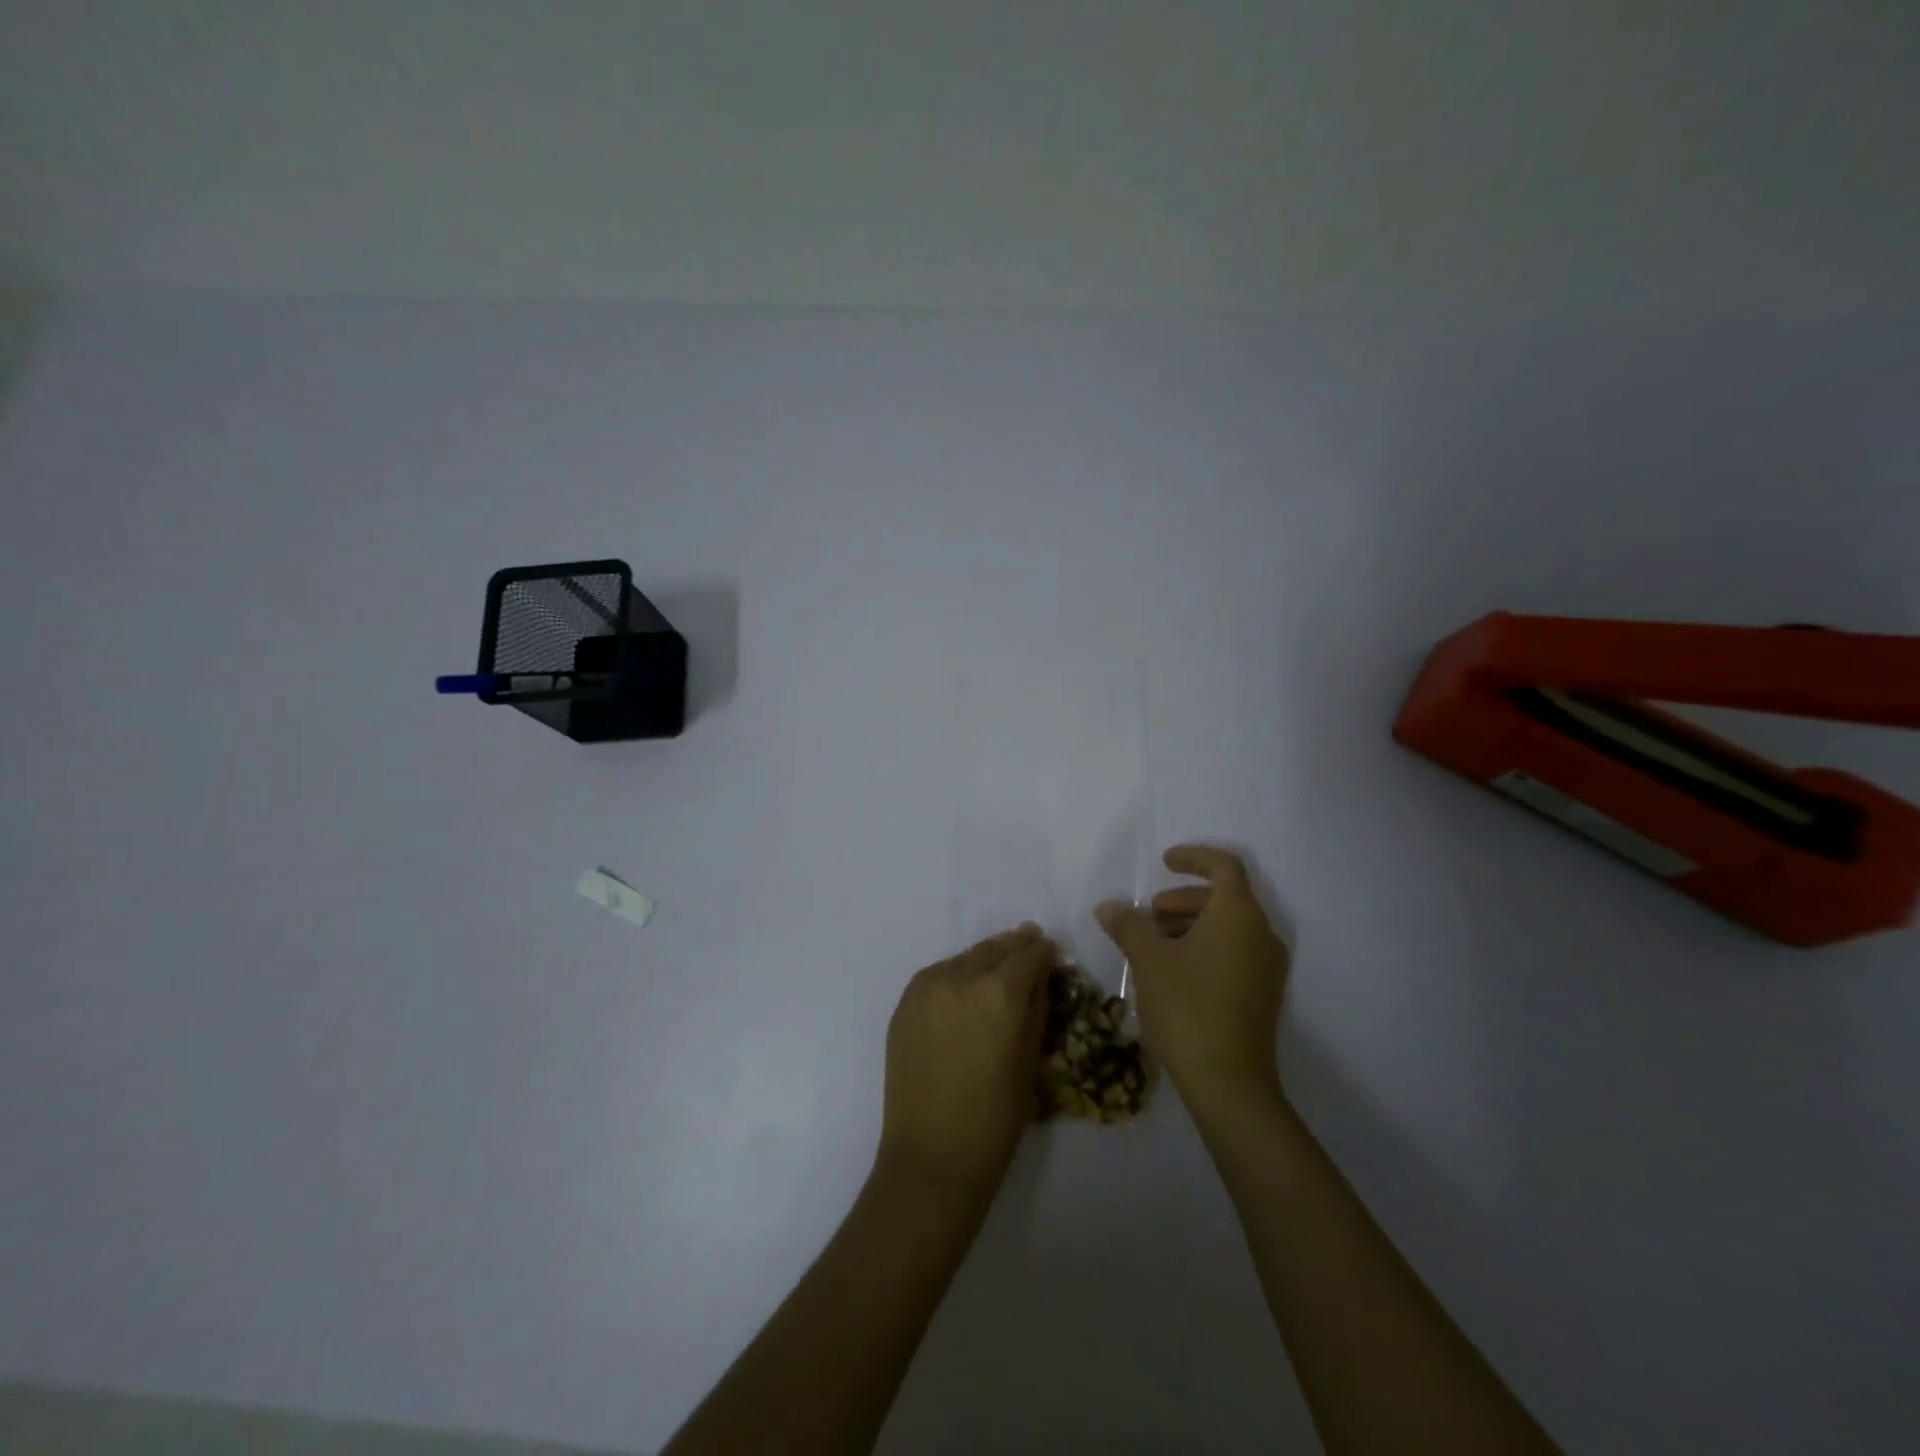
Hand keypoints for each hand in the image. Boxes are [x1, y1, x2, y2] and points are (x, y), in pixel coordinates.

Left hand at [875, 924, 1054, 1206]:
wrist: (931, 1156)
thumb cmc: (995, 1119)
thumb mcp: (1030, 1062)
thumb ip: (1036, 1008)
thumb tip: (1040, 976)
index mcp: (1000, 993)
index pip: (1027, 955)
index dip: (1042, 951)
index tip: (1049, 949)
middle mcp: (961, 978)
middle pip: (994, 949)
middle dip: (1015, 946)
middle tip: (1028, 942)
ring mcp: (927, 988)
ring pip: (964, 958)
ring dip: (985, 957)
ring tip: (998, 962)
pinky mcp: (905, 1003)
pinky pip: (937, 974)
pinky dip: (956, 972)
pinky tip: (965, 984)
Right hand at [1096, 845, 1289, 1115]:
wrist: (1229, 1084)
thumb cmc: (1188, 1007)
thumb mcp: (1149, 960)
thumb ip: (1128, 925)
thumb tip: (1108, 907)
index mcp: (1239, 915)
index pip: (1224, 866)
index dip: (1193, 858)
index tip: (1163, 862)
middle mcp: (1261, 935)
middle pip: (1224, 898)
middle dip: (1182, 899)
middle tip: (1149, 914)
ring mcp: (1267, 968)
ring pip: (1228, 928)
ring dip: (1190, 924)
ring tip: (1153, 945)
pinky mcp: (1262, 996)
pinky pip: (1234, 952)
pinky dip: (1204, 947)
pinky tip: (1172, 972)